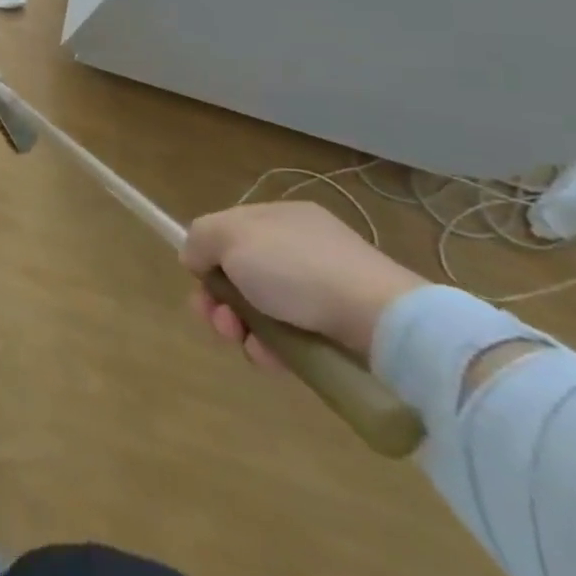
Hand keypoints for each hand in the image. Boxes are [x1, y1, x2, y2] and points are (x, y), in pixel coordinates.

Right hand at [179, 201, 425, 367]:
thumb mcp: (230, 236)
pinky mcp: (340, 329)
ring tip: (244, 342)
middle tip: (217, 319)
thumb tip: (195, 258)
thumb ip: (200, 239)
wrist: (380, 321)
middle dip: (219, 300)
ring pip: (261, 309)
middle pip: (240, 274)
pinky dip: (272, 347)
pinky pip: (290, 335)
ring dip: (240, 327)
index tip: (199, 281)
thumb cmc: (296, 268)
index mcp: (278, 218)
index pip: (227, 233)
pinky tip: (270, 357)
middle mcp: (300, 248)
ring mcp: (323, 289)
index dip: (206, 257)